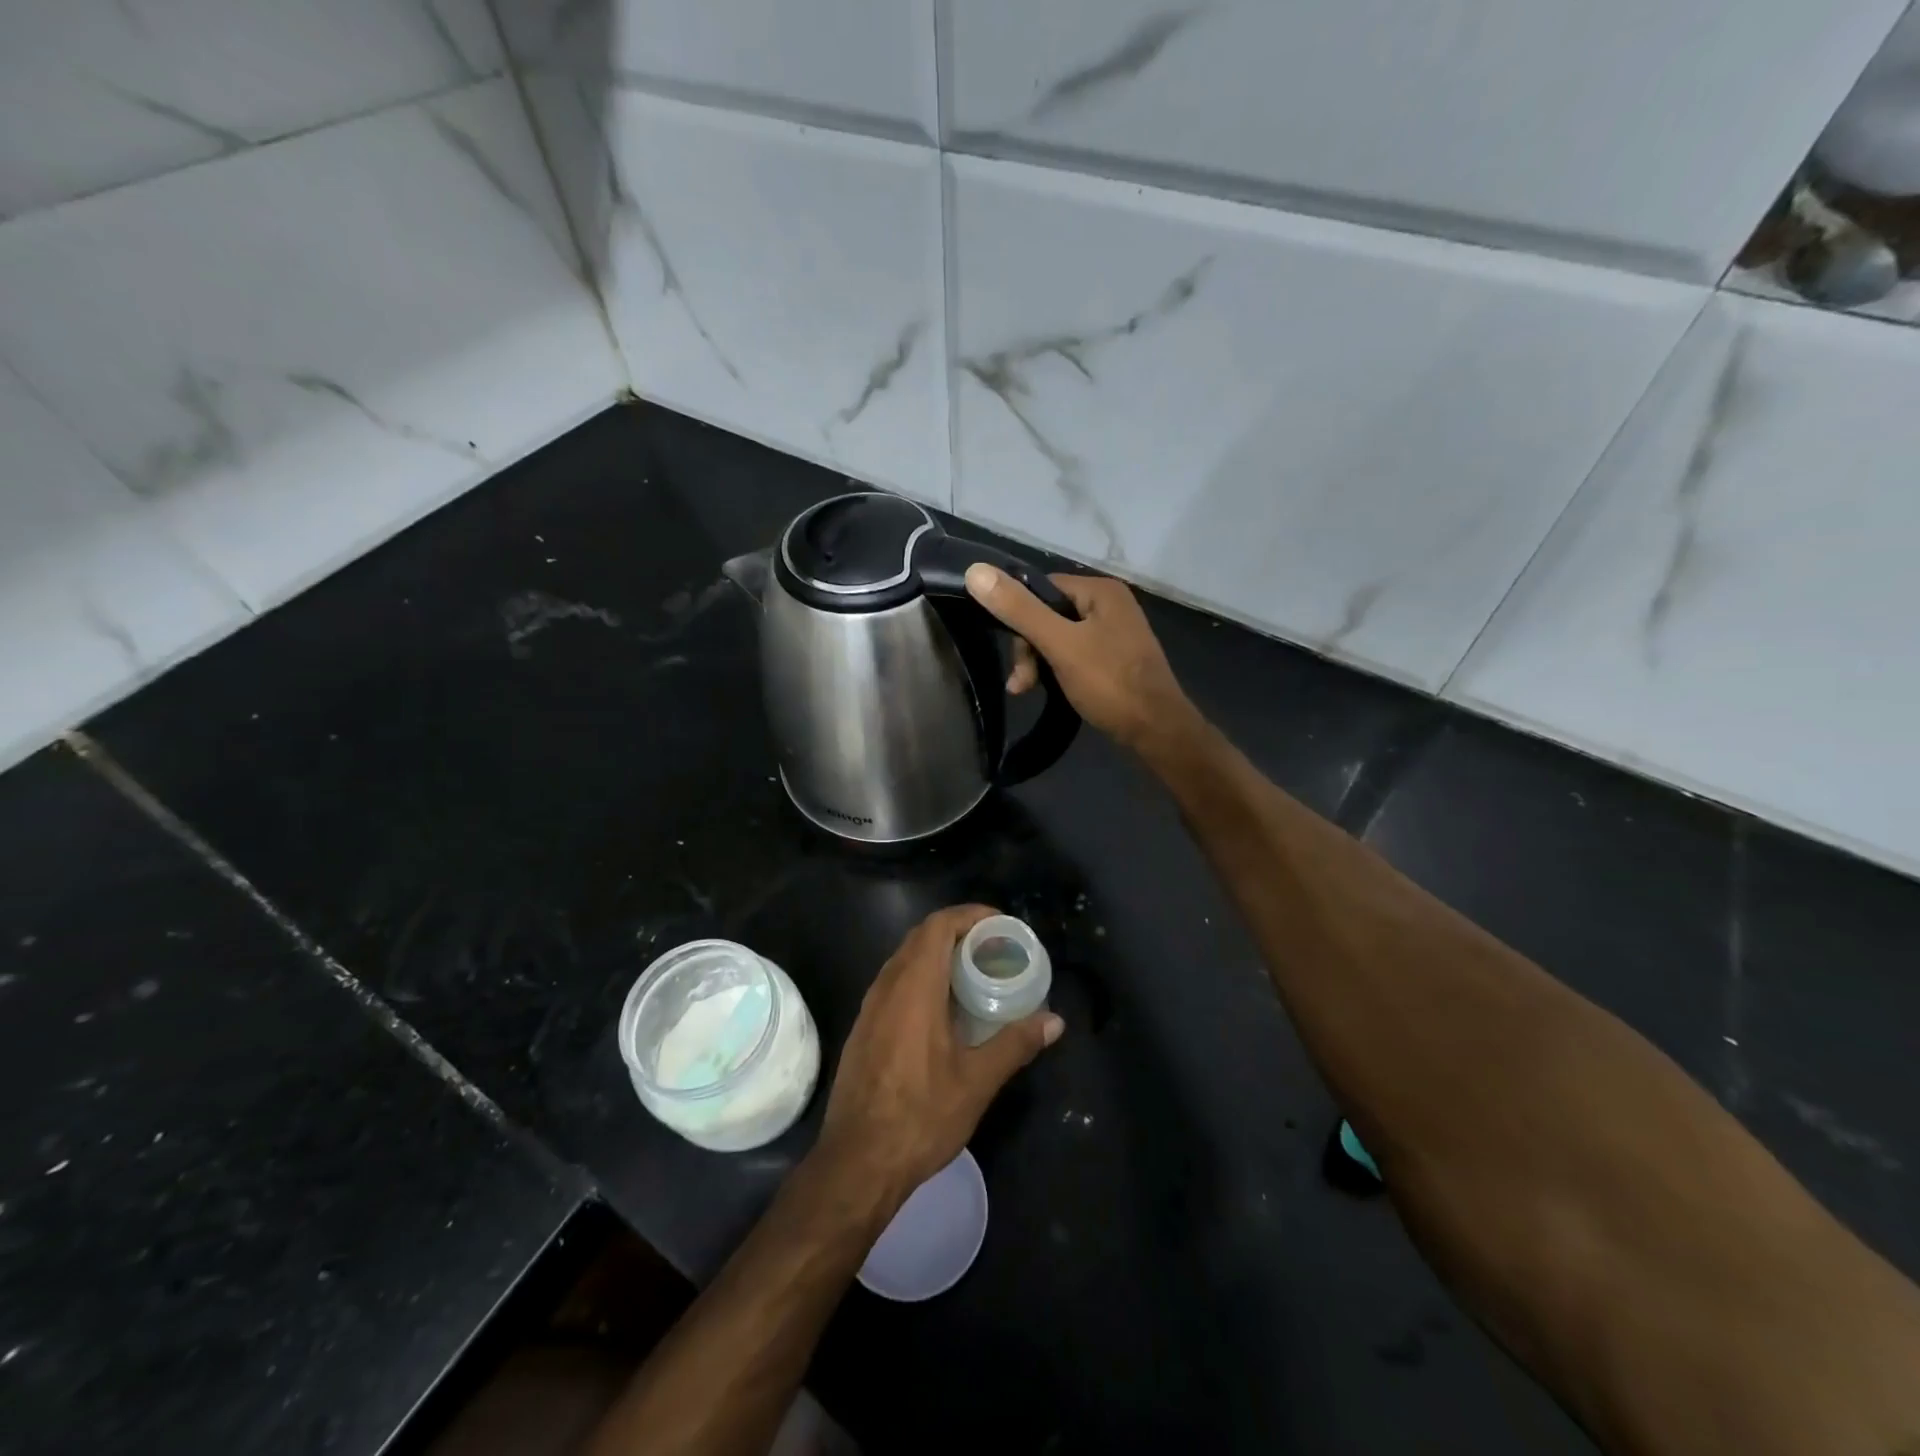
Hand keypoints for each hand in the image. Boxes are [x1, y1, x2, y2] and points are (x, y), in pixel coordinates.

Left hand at [816, 905, 1062, 1201]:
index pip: (938, 925)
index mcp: (914, 987)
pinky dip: (921, 977)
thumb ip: (1015, 1043)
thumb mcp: (977, 1081)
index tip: (1000, 924)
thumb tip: (1055, 1021)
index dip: (969, 915)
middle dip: (958, 932)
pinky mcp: (863, 1028)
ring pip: (905, 959)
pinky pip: (894, 983)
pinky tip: (943, 1008)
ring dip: (938, 954)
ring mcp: (870, 1007)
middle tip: (994, 947)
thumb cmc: (920, 1116)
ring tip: (973, 972)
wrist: (857, 1162)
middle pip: (921, 937)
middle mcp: (887, 986)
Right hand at [965, 566, 1198, 754]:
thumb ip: (1020, 610)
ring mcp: (1114, 633)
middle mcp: (1110, 604)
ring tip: (1026, 690)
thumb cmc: (1110, 683)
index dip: (1020, 617)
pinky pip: (1075, 654)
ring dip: (1039, 663)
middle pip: (1049, 614)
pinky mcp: (1114, 658)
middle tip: (1022, 683)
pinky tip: (1047, 689)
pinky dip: (1057, 670)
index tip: (1015, 654)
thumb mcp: (1060, 645)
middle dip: (1029, 647)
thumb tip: (976, 571)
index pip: (1042, 588)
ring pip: (1059, 637)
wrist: (1157, 730)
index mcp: (1100, 590)